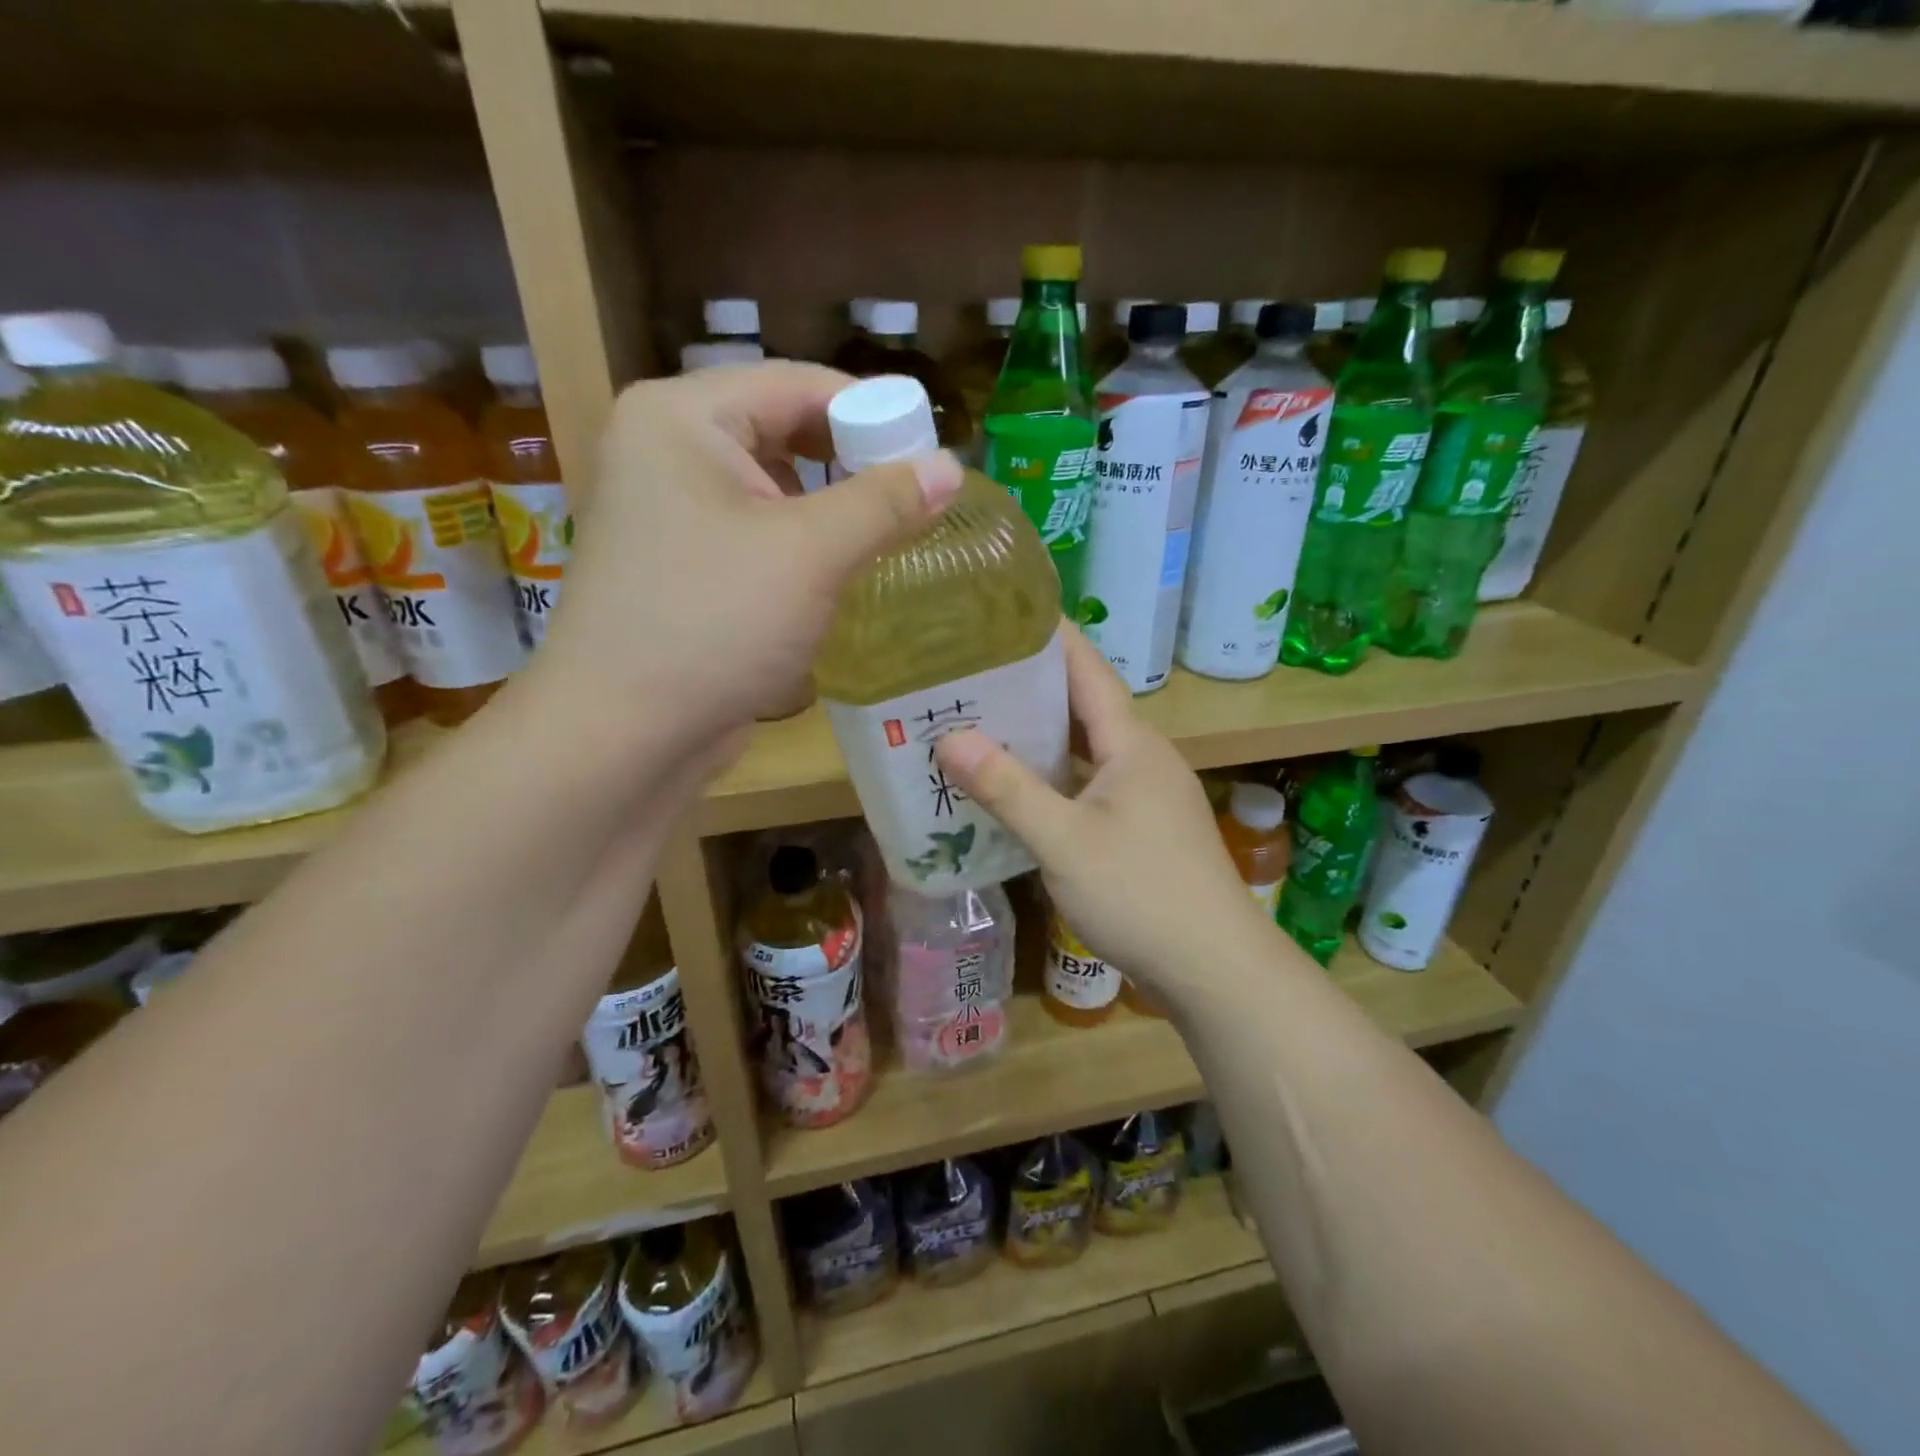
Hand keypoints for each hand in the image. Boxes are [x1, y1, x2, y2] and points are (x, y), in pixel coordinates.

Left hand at [536, 362, 963, 746]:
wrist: (622, 734)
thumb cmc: (713, 624)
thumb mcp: (811, 553)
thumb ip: (885, 502)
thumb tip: (951, 467)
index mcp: (681, 417)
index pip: (795, 384)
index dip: (872, 411)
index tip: (932, 451)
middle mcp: (665, 451)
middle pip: (781, 431)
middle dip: (851, 463)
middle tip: (916, 498)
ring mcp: (667, 513)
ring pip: (770, 488)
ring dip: (829, 509)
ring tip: (887, 534)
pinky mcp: (679, 567)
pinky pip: (754, 534)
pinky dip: (799, 545)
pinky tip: (836, 573)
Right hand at [934, 627, 1275, 998]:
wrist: (1214, 970)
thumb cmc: (1141, 894)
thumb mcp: (1065, 841)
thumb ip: (1008, 789)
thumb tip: (949, 738)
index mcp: (1131, 744)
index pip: (1087, 669)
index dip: (1048, 636)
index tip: (1001, 612)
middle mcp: (1141, 758)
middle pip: (1083, 706)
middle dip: (1030, 686)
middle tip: (969, 673)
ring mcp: (1144, 796)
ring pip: (1084, 750)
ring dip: (1039, 737)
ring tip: (979, 723)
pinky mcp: (1140, 830)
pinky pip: (1087, 786)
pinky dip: (1052, 780)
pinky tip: (1015, 790)